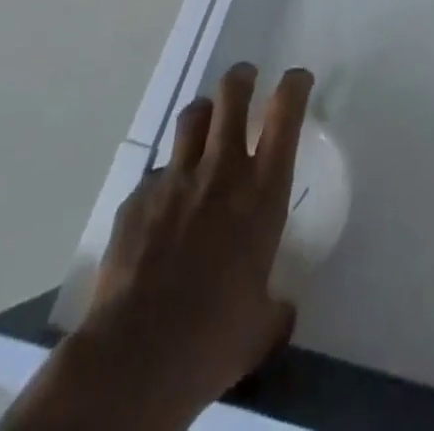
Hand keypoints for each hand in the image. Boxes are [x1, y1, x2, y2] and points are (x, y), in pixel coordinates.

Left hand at [1, 63, 314, 430]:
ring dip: (203, 114)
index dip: (294, 85)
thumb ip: (274, 307)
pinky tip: (162, 207)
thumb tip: (279, 311)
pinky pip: (156, 174)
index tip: (297, 79)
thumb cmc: (214, 338)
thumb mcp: (262, 326)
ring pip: (192, 117)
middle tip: (245, 80)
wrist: (136, 356)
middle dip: (241, 79)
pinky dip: (165, 180)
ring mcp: (175, 179)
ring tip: (205, 124)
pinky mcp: (137, 198)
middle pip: (232, 94)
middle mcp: (222, 169)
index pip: (286, 113)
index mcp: (262, 190)